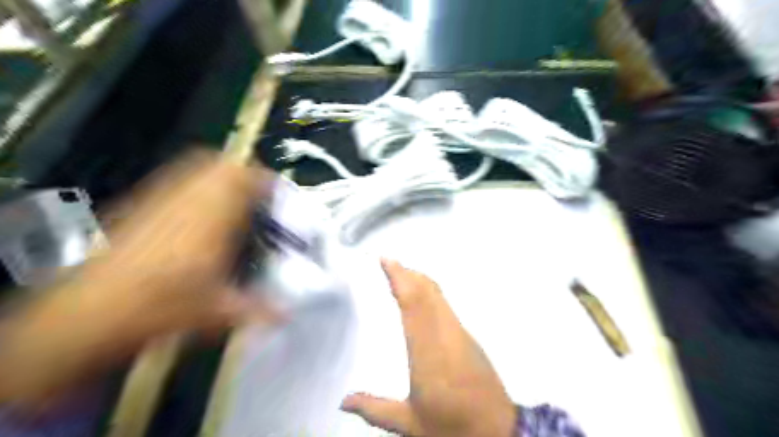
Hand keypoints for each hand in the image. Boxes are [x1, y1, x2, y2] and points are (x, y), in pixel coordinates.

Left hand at [0, 151, 274, 403]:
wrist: (85, 314)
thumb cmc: (159, 308)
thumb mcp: (217, 312)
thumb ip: (259, 309)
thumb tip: (290, 313)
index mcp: (212, 222)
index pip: (244, 181)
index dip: (267, 182)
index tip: (281, 194)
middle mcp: (188, 203)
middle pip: (221, 166)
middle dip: (246, 174)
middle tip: (260, 196)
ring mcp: (161, 200)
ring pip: (198, 168)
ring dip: (222, 176)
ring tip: (236, 199)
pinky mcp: (141, 206)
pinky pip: (177, 180)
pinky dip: (196, 184)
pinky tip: (201, 210)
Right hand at [341, 259, 514, 436]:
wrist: (499, 431)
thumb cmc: (451, 425)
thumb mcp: (410, 423)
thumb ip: (375, 409)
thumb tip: (343, 401)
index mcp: (427, 350)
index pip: (412, 304)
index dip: (400, 279)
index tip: (386, 262)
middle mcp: (445, 333)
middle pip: (427, 292)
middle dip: (408, 273)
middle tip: (389, 262)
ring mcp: (460, 333)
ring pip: (439, 297)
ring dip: (420, 281)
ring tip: (402, 273)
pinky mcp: (469, 338)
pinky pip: (446, 306)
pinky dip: (431, 293)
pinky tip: (423, 297)